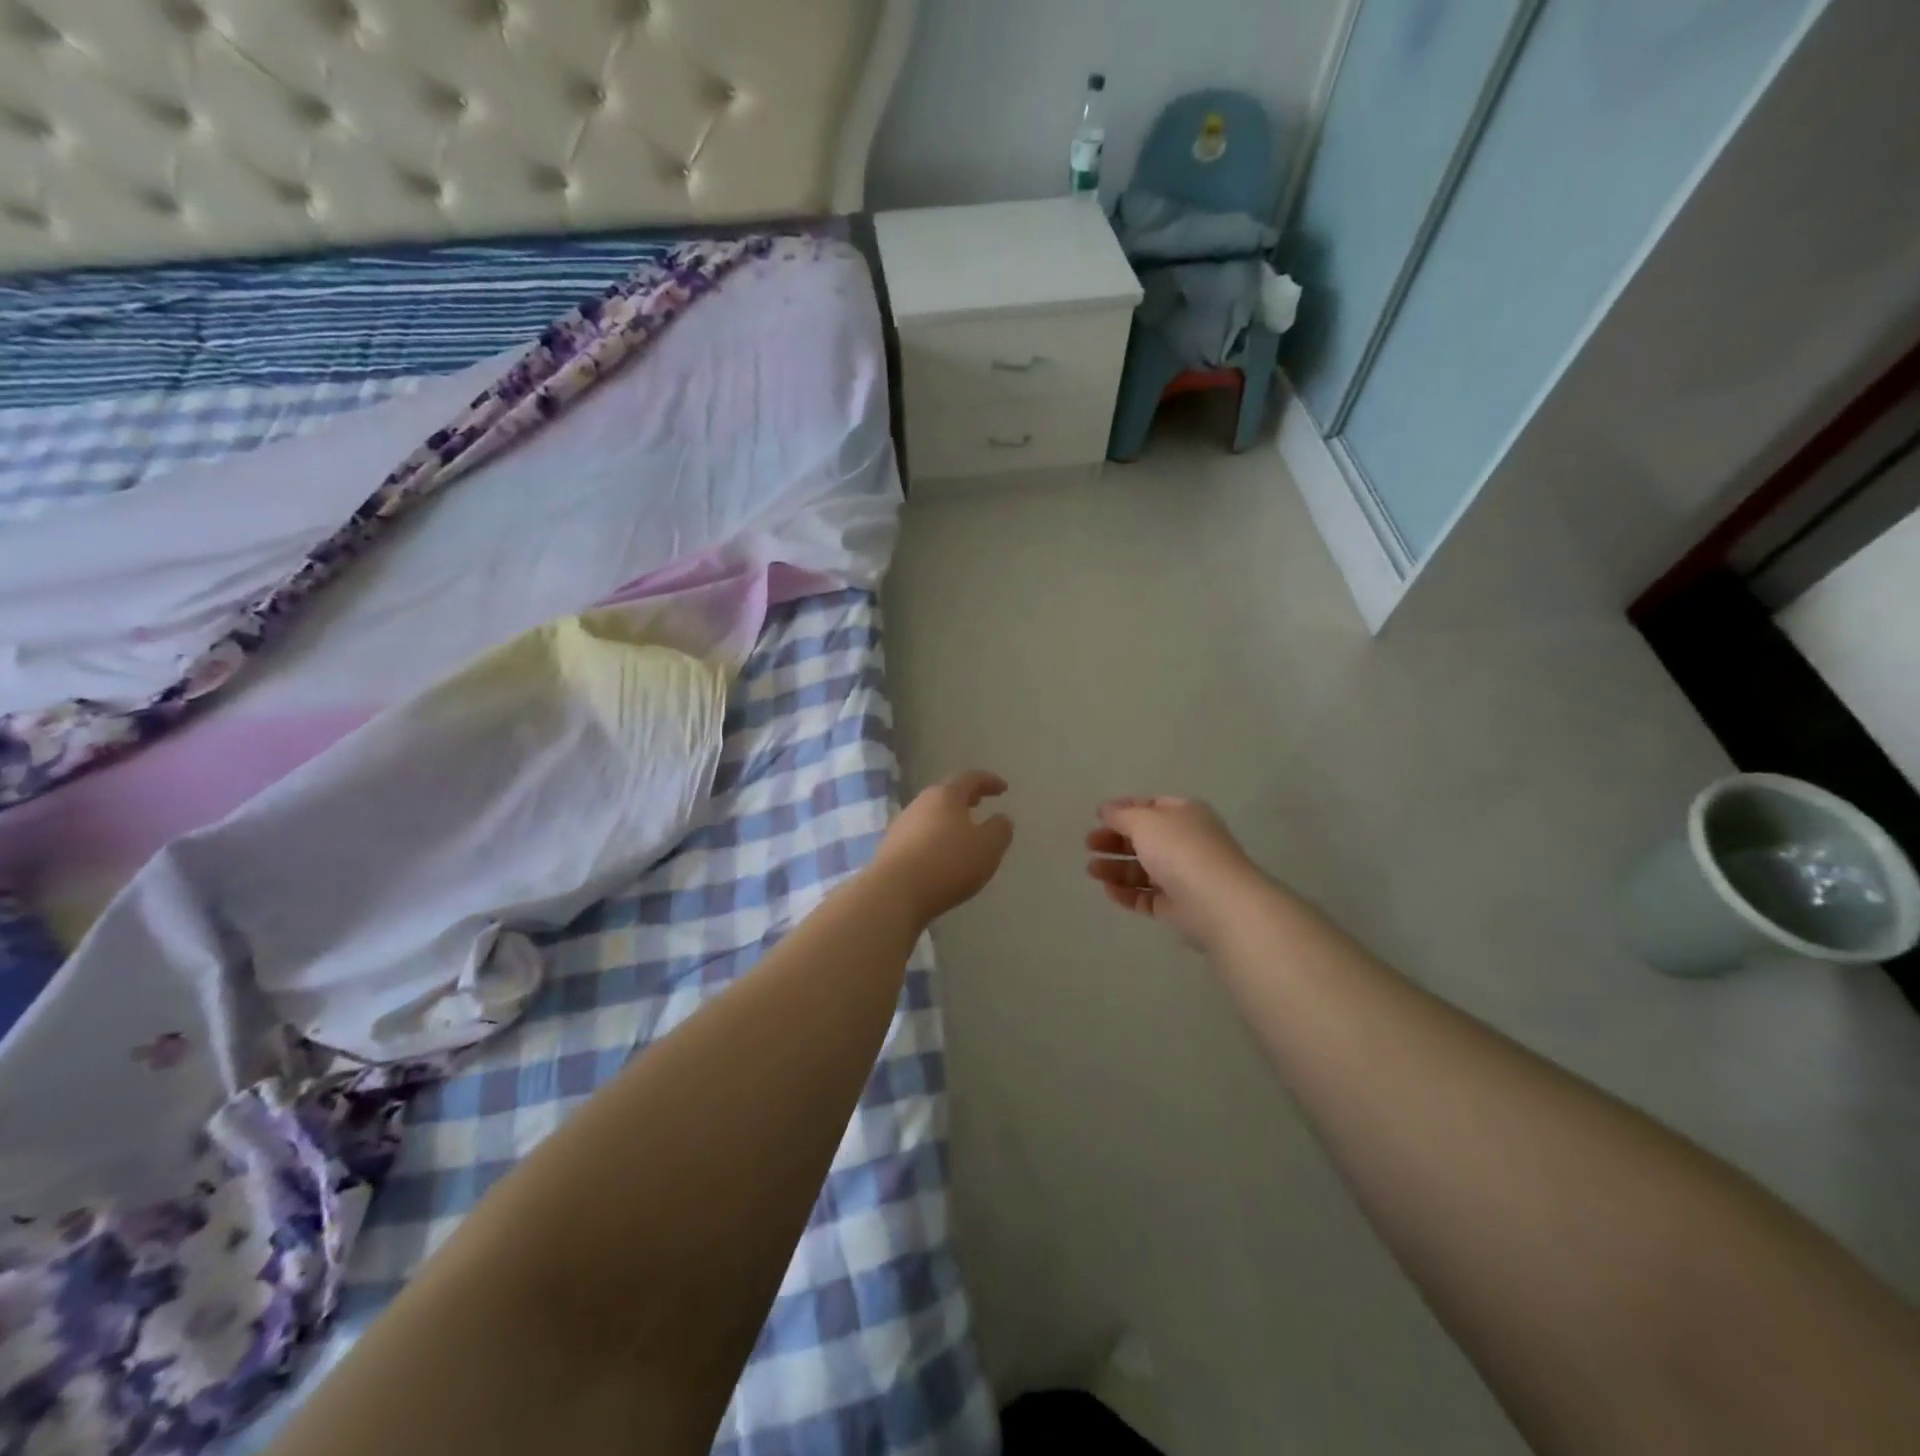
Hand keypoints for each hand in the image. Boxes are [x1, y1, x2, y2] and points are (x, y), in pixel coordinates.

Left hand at [872, 770, 1014, 923]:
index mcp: (946, 796)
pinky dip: (934, 837)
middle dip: (965, 797)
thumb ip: (1000, 830)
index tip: (1003, 789)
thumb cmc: (948, 863)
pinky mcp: (891, 848)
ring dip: (948, 818)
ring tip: (962, 832)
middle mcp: (921, 803)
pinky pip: (919, 835)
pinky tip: (940, 854)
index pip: (970, 778)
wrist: (894, 892)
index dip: (989, 781)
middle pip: (946, 793)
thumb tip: (1001, 819)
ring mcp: (902, 825)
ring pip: (930, 814)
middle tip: (979, 803)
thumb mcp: (987, 847)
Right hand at [1085, 796, 1263, 946]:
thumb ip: (1121, 815)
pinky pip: (1148, 896)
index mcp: (1185, 815)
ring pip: (1144, 869)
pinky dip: (1128, 893)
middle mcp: (1187, 842)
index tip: (1098, 817)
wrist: (1217, 903)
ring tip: (1091, 871)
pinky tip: (1109, 891)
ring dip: (1116, 868)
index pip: (1151, 806)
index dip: (1124, 809)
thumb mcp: (1144, 821)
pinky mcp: (1179, 906)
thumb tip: (1107, 810)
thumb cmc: (1180, 850)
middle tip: (1089, 844)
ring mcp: (1184, 876)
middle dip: (1115, 841)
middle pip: (1145, 838)